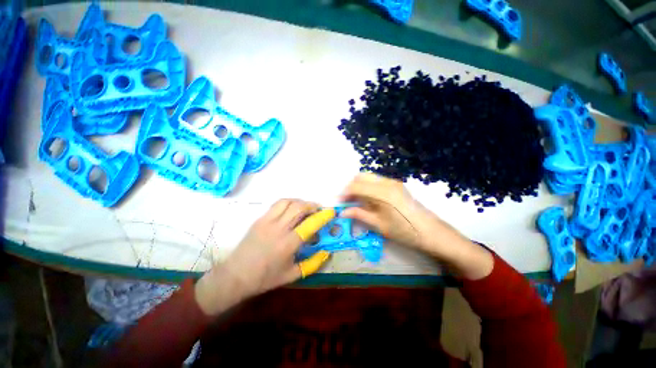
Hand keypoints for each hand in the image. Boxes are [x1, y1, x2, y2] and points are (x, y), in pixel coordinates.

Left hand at [194, 199, 329, 315]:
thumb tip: (327, 251)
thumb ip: (313, 263)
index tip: (331, 212)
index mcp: (288, 244)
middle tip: (318, 210)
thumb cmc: (265, 278)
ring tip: (306, 208)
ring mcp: (267, 221)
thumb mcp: (292, 275)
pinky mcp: (260, 219)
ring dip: (300, 202)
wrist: (235, 275)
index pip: (310, 224)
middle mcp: (279, 229)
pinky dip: (289, 202)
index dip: (323, 216)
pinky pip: (277, 204)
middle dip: (312, 205)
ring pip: (288, 202)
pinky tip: (291, 208)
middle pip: (299, 207)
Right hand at [340, 173, 492, 279]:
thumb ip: (359, 214)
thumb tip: (342, 212)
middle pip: (361, 176)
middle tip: (347, 200)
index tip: (339, 203)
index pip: (356, 186)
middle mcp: (386, 182)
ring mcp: (393, 182)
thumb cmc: (404, 231)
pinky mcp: (397, 185)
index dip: (344, 193)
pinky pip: (377, 181)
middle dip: (350, 186)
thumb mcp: (379, 225)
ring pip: (369, 177)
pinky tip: (368, 199)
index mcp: (382, 193)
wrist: (432, 233)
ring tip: (356, 200)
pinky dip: (368, 186)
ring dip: (359, 185)